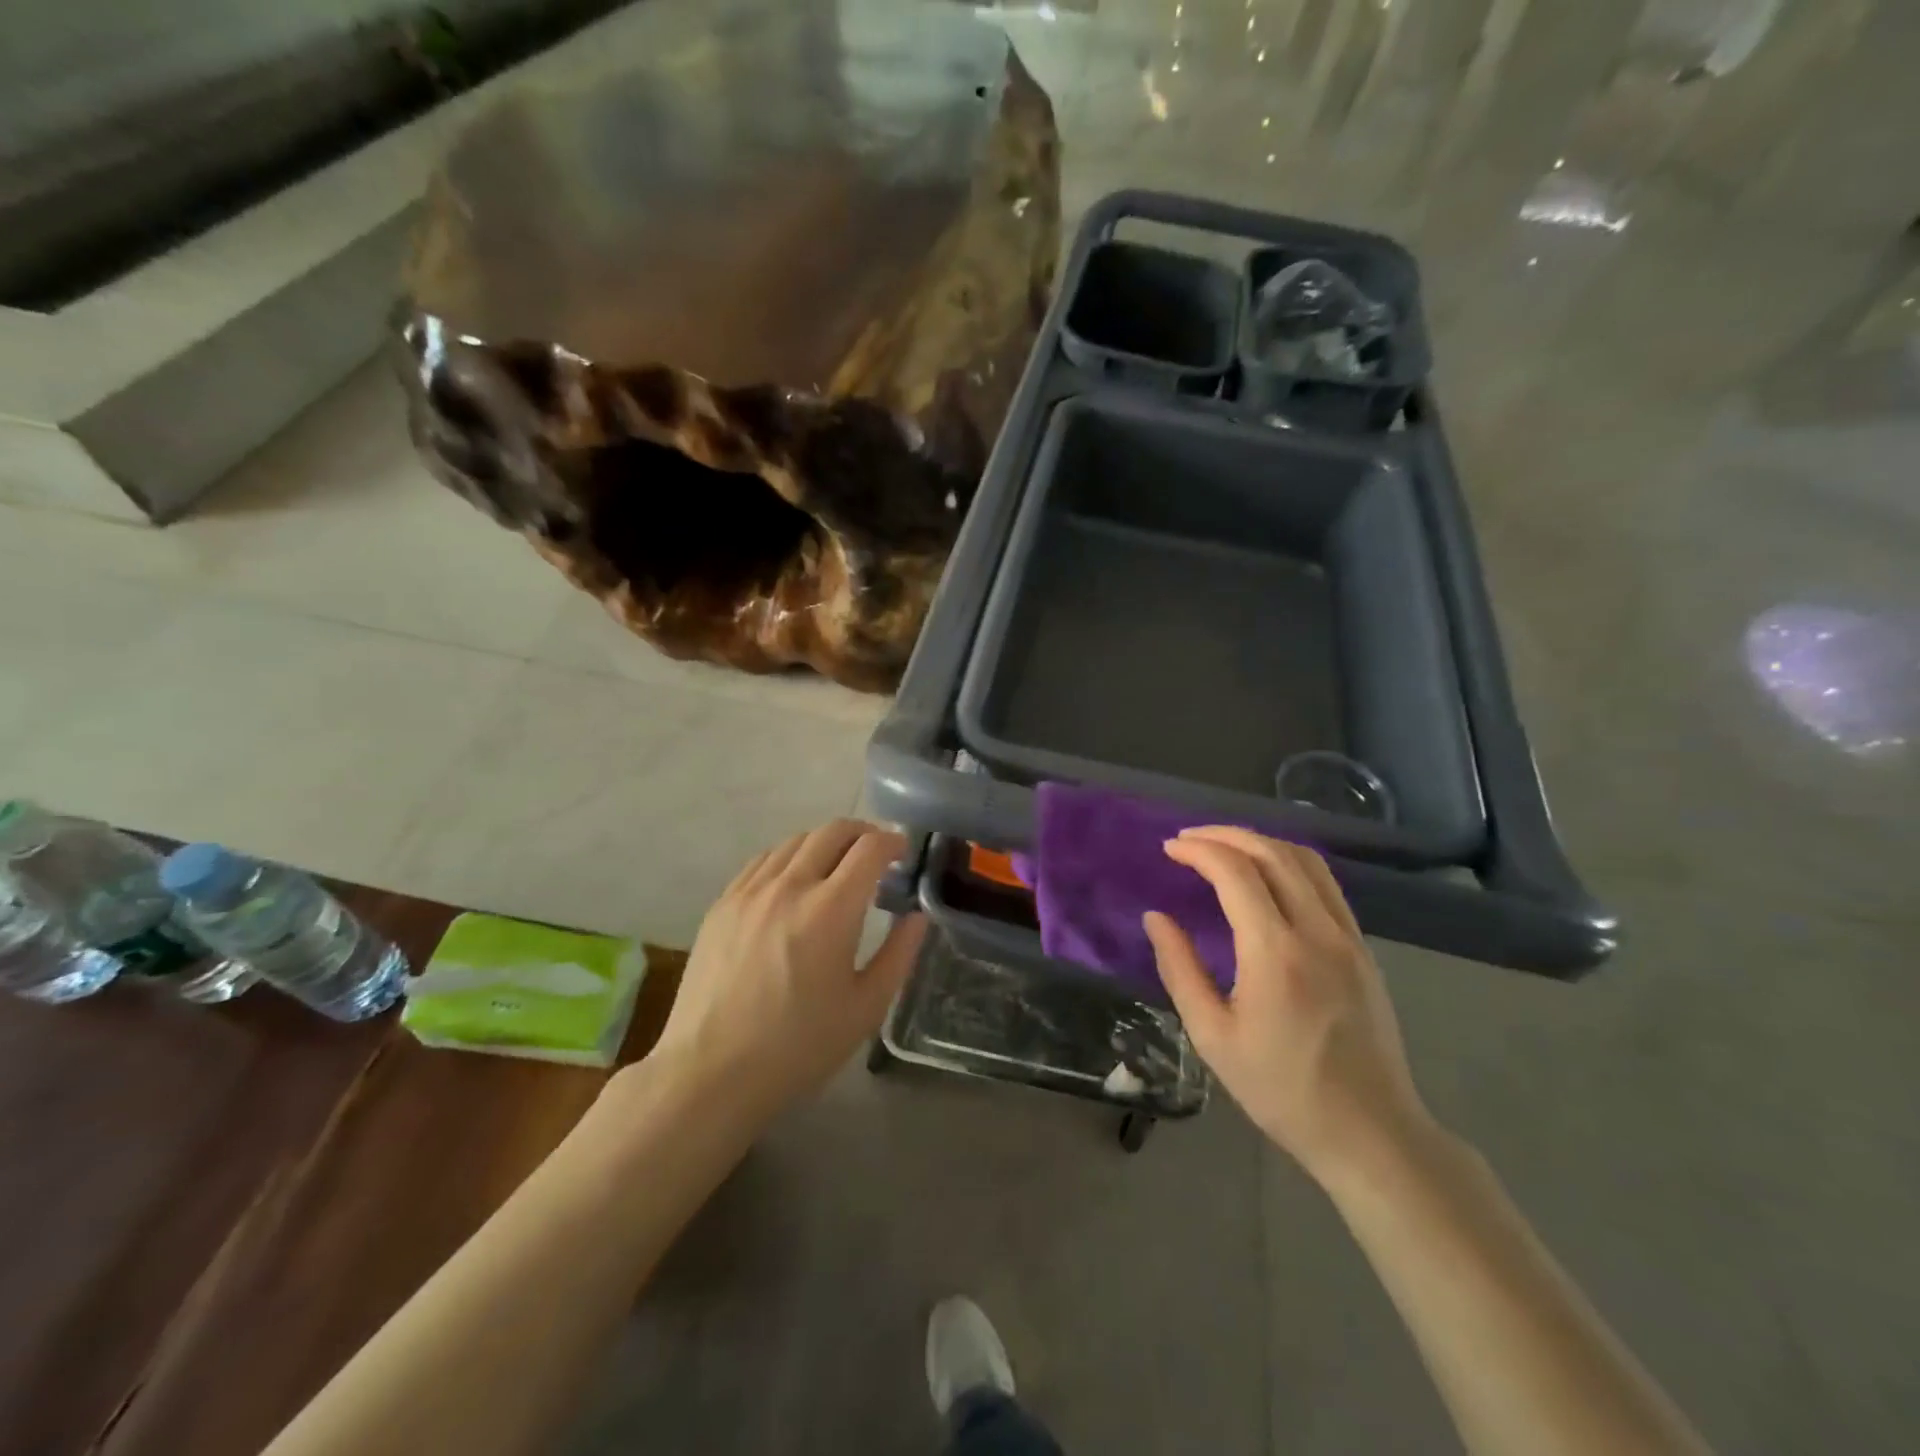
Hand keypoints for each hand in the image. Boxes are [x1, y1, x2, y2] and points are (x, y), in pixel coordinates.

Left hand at [650, 820, 924, 1123]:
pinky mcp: (722, 904)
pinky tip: (792, 881)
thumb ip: (899, 954)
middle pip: (832, 832)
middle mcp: (790, 886)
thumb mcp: (866, 1007)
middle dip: (862, 832)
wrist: (711, 1072)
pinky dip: (788, 857)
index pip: (869, 849)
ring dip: (825, 843)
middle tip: (876, 852)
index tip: (903, 852)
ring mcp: (750, 891)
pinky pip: (762, 861)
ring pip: (795, 841)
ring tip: (836, 866)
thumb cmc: (799, 1046)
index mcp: (831, 909)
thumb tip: (916, 917)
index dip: (893, 842)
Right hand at [1143, 827, 1435, 1187]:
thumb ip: (1180, 969)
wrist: (1371, 1132)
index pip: (1236, 872)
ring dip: (1261, 842)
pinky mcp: (1362, 949)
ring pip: (1306, 861)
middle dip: (1226, 835)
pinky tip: (1268, 875)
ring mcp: (1348, 937)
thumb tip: (1156, 918)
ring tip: (1225, 847)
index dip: (1200, 850)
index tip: (1170, 848)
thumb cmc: (1281, 1090)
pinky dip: (1290, 862)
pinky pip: (1326, 884)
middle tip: (1190, 839)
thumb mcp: (1213, 1036)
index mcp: (1275, 953)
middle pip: (1273, 853)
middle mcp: (1317, 931)